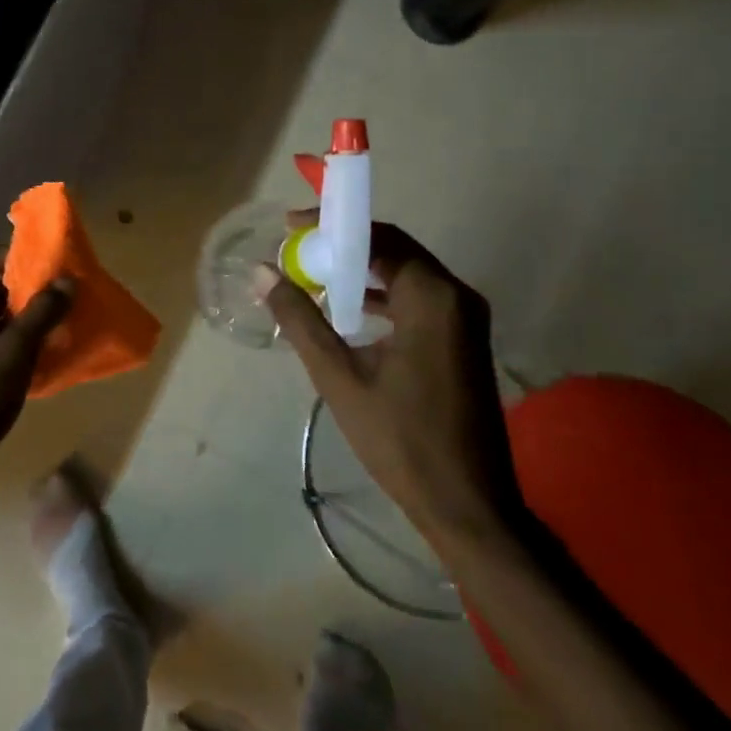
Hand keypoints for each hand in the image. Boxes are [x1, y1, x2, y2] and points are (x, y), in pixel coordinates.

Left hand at [0, 251, 73, 514]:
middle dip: (26, 292)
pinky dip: (21, 351)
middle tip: (64, 293)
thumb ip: (41, 314)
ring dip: (27, 323)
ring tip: (65, 322)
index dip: (10, 256)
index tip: (45, 263)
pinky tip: (51, 358)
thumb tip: (68, 281)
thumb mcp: (13, 352)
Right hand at [261, 218, 521, 550]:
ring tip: (314, 276)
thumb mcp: (339, 377)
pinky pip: (418, 299)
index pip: (379, 237)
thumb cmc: (400, 439)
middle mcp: (457, 296)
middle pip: (395, 250)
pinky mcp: (464, 341)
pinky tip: (348, 311)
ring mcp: (466, 319)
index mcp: (433, 298)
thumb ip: (300, 319)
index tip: (290, 227)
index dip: (333, 226)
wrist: (467, 504)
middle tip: (297, 251)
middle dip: (344, 246)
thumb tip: (262, 272)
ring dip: (362, 271)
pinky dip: (382, 295)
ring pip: (407, 274)